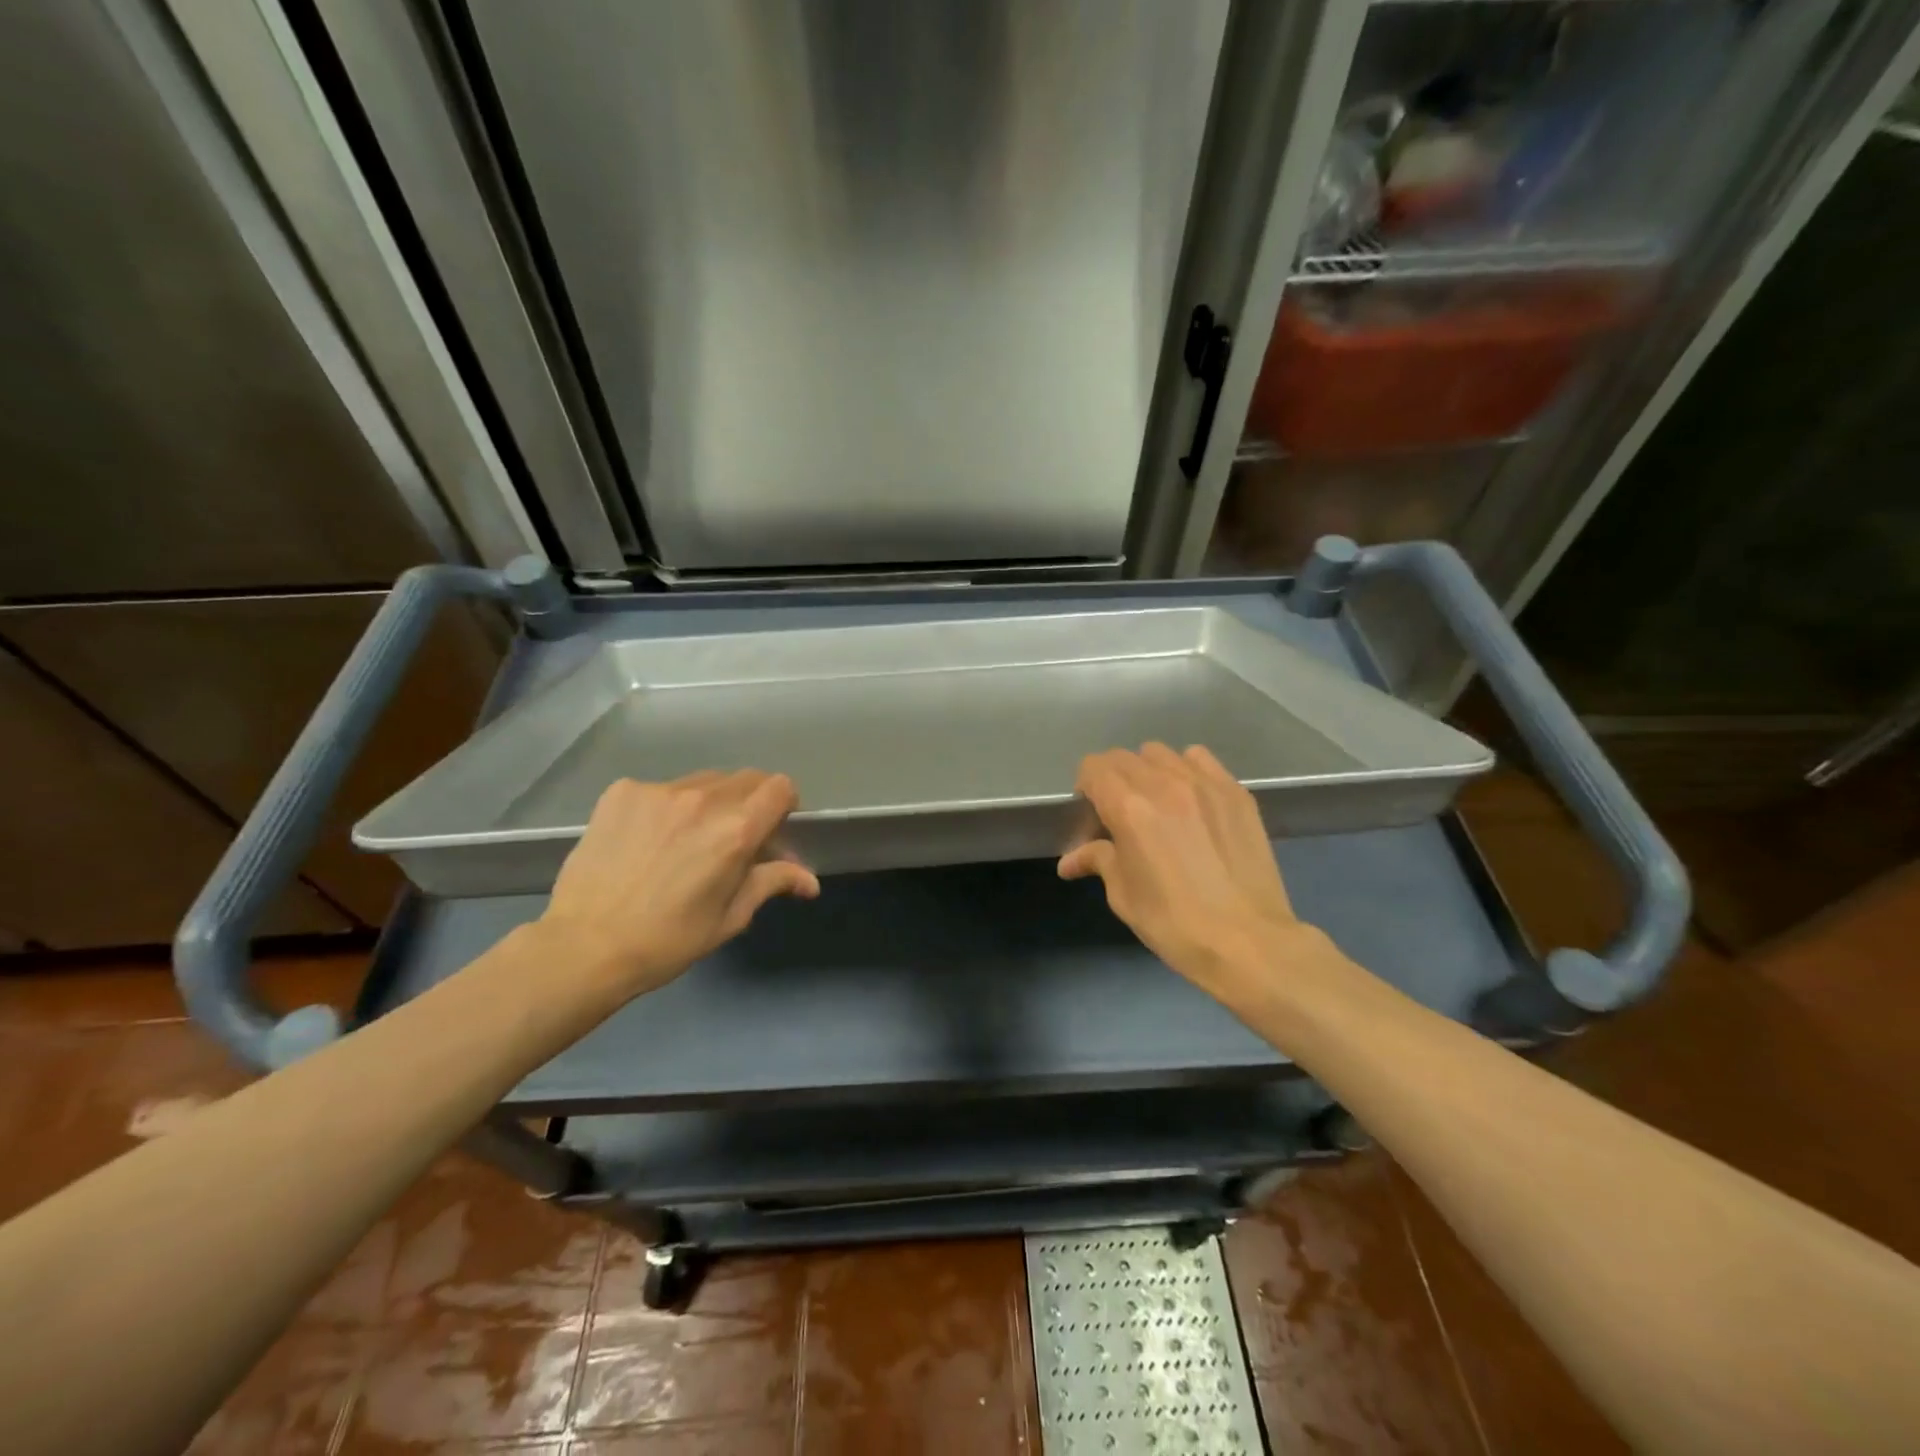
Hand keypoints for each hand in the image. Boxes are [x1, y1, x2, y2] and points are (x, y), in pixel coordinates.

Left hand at [534, 770, 818, 999]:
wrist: (584, 947)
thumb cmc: (668, 940)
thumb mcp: (730, 917)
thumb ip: (772, 883)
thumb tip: (810, 881)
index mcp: (736, 830)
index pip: (781, 787)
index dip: (783, 805)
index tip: (771, 830)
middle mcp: (703, 799)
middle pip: (746, 778)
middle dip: (750, 803)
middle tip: (732, 838)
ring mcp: (659, 791)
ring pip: (703, 781)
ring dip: (709, 803)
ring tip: (685, 840)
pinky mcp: (622, 792)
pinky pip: (661, 788)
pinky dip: (666, 808)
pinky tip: (648, 840)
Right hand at [1059, 743, 1328, 1002]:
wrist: (1248, 942)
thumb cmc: (1174, 923)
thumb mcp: (1124, 895)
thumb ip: (1098, 861)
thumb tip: (1070, 860)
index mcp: (1129, 808)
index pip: (1093, 768)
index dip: (1085, 787)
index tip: (1092, 814)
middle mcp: (1164, 783)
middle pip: (1124, 757)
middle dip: (1112, 779)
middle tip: (1119, 813)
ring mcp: (1205, 783)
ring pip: (1161, 753)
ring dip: (1148, 771)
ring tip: (1156, 803)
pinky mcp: (1235, 792)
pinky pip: (1200, 759)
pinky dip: (1186, 769)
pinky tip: (1190, 798)